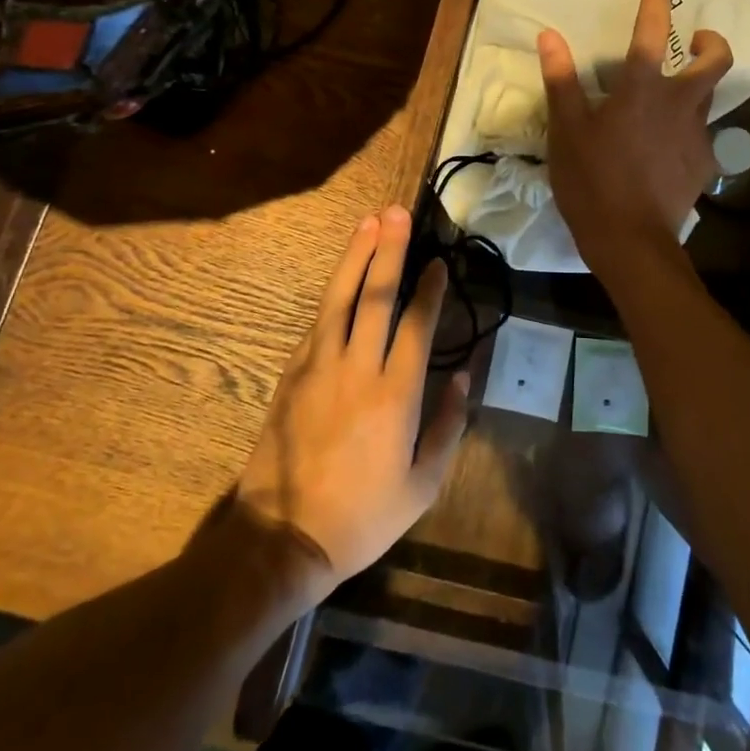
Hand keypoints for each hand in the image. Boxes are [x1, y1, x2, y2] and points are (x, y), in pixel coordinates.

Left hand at [236, 206, 469, 600]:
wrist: (284, 537)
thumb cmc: (363, 516)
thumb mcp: (423, 484)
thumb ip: (448, 425)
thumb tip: (465, 375)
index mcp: (396, 395)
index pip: (416, 325)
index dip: (429, 289)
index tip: (439, 262)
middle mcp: (358, 369)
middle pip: (376, 296)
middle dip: (389, 250)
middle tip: (398, 213)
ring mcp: (319, 367)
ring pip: (340, 298)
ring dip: (356, 257)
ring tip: (369, 223)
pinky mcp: (292, 373)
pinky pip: (317, 323)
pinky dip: (333, 294)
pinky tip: (343, 277)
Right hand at [537, 0, 732, 272]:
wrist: (631, 241)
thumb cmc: (591, 181)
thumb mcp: (567, 131)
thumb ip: (562, 81)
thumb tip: (550, 36)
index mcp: (643, 89)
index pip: (653, 31)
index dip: (656, 1)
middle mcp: (679, 104)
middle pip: (716, 61)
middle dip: (711, 43)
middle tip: (696, 42)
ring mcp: (698, 135)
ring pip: (710, 98)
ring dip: (698, 87)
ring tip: (674, 97)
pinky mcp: (704, 164)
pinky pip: (701, 136)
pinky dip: (688, 130)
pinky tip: (668, 147)